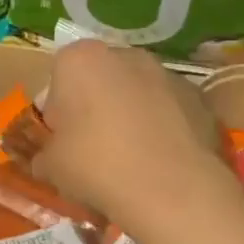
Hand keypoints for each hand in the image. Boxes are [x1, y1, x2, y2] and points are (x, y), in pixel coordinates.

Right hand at [33, 40, 226, 230]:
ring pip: (137, 92)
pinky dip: (163, 127)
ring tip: (132, 159)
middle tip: (94, 149)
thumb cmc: (97, 166)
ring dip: (131, 115)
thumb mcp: (52, 167)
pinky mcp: (197, 96)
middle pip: (100, 79)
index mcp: (80, 59)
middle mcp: (124, 54)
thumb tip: (48, 160)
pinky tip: (161, 161)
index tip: (63, 142)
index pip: (58, 79)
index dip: (58, 112)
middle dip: (96, 107)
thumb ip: (46, 155)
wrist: (172, 189)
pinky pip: (169, 109)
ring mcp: (166, 72)